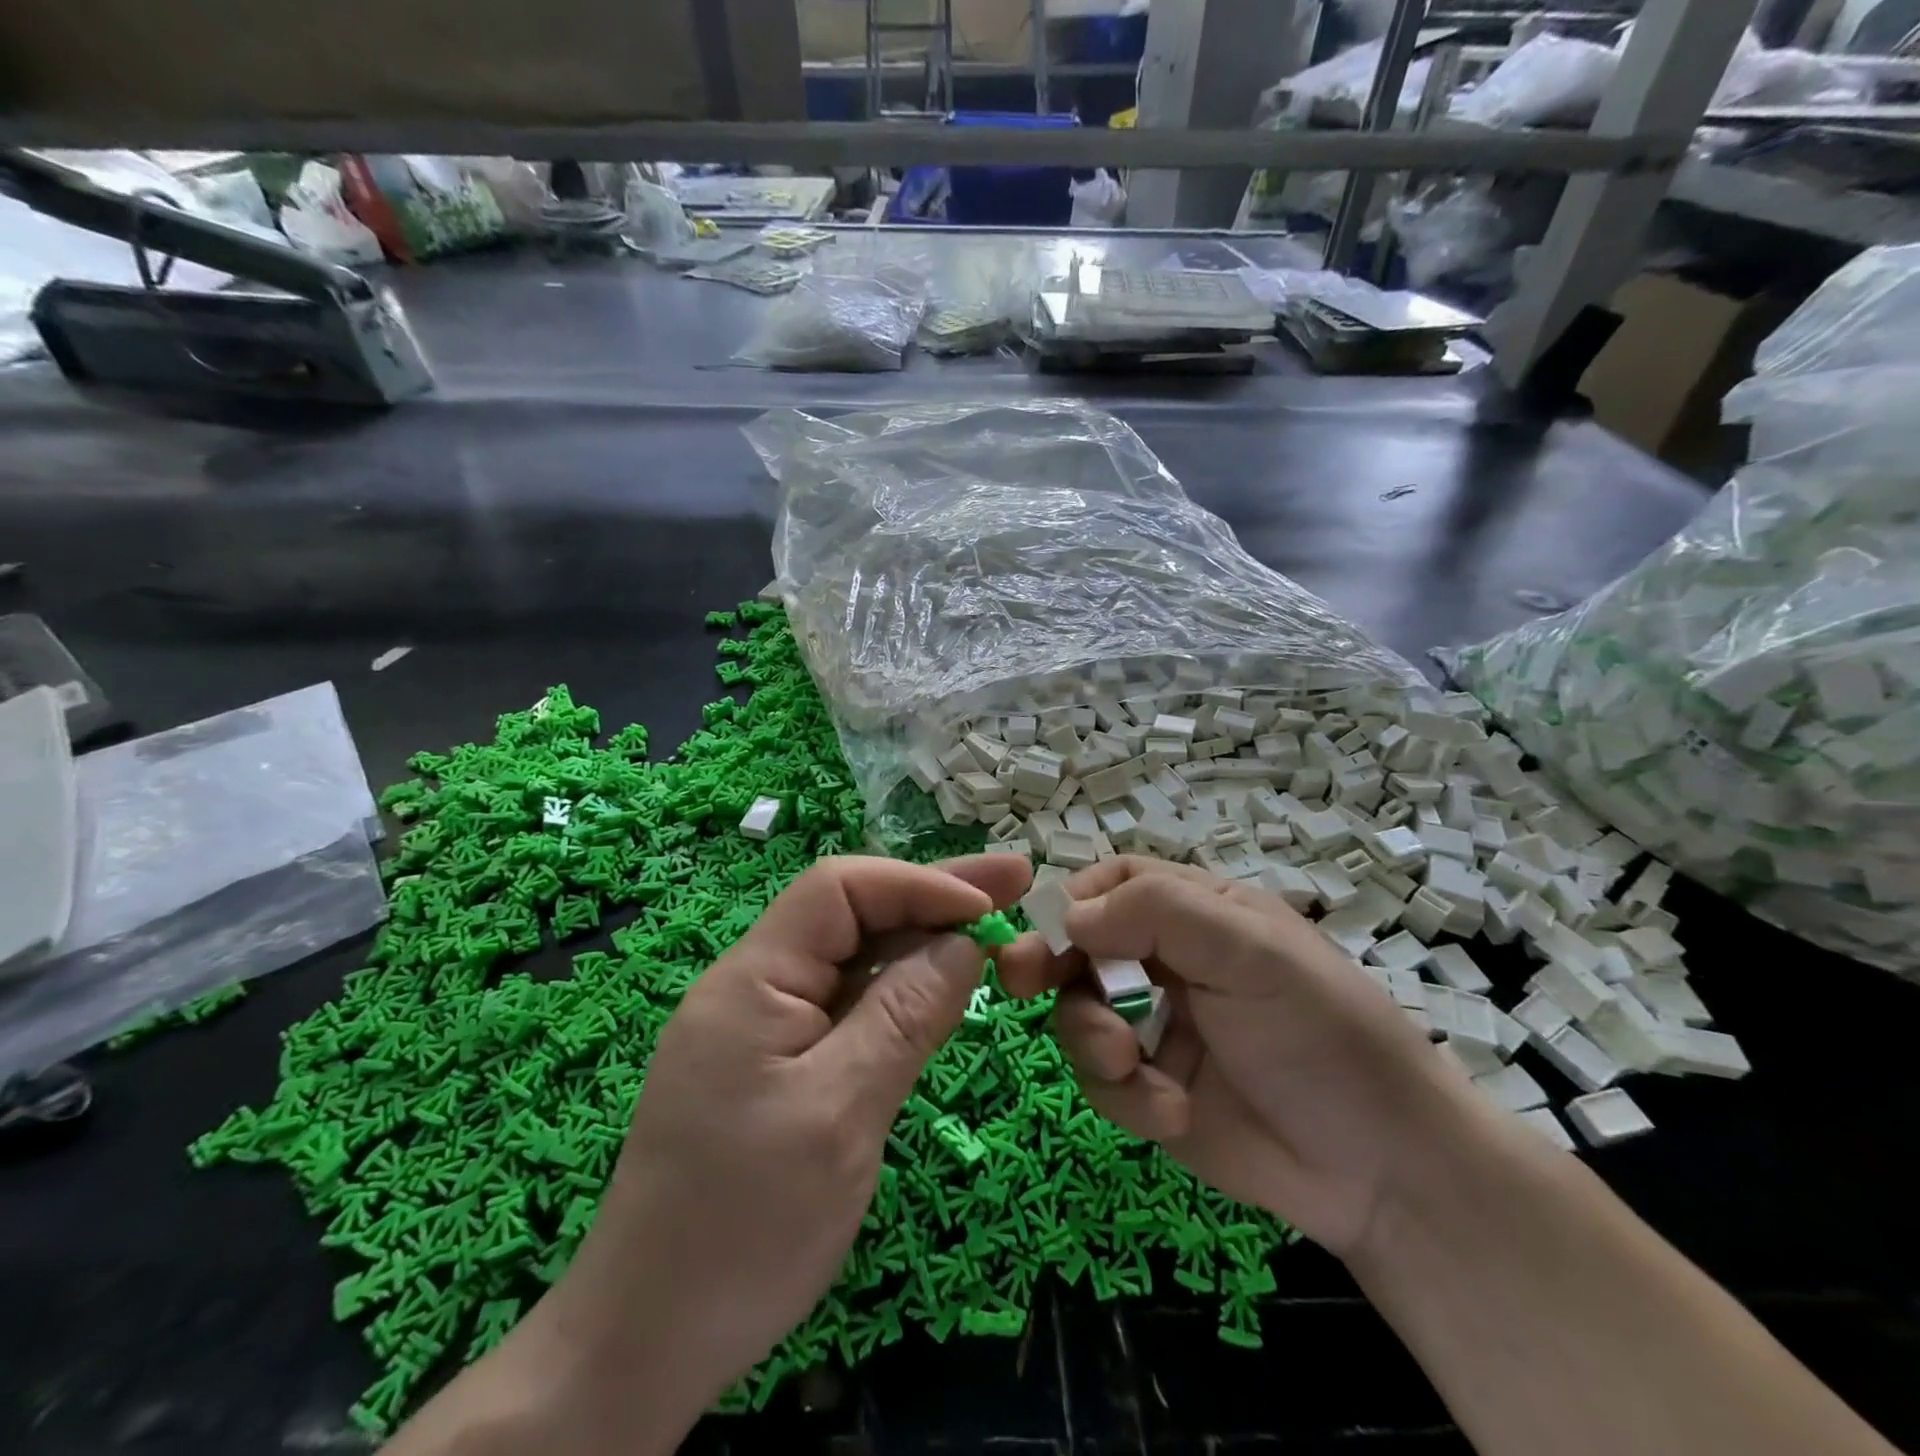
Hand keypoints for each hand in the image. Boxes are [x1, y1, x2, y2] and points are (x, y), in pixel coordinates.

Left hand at [552, 852, 1032, 1411]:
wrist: (649, 1338)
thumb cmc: (746, 1225)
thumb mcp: (841, 1114)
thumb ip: (905, 1016)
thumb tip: (965, 943)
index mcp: (754, 979)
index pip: (840, 889)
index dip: (918, 883)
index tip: (988, 905)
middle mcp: (756, 984)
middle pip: (851, 913)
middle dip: (932, 896)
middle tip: (1015, 881)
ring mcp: (766, 1023)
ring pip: (853, 956)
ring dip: (921, 939)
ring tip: (994, 928)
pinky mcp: (778, 1061)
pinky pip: (847, 1001)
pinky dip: (898, 988)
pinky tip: (940, 986)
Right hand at [997, 857, 1471, 1256]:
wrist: (1383, 1169)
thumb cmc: (1321, 1032)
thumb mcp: (1251, 951)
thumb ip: (1158, 914)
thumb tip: (1070, 916)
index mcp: (1196, 913)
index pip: (1115, 883)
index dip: (1075, 899)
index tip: (1050, 929)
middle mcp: (1167, 962)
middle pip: (1080, 946)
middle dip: (1050, 964)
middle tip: (1019, 981)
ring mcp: (1155, 1027)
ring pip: (1079, 1013)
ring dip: (1091, 1037)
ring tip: (1128, 1065)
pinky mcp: (1149, 1089)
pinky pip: (1101, 1079)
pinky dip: (1125, 1095)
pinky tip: (1170, 1112)